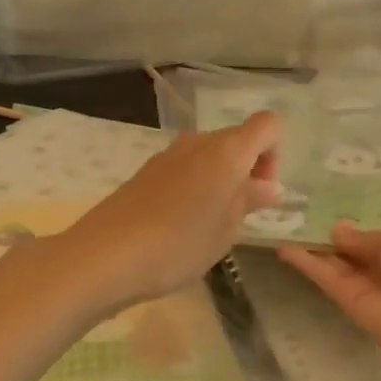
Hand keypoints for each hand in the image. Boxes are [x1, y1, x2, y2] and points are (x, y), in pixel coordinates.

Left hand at [59, 111, 283, 310]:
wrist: (105, 255)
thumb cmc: (180, 243)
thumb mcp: (227, 229)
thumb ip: (251, 200)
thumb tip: (269, 186)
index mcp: (227, 150)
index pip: (268, 124)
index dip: (275, 153)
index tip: (261, 190)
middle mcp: (199, 142)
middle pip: (238, 140)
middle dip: (247, 171)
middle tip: (238, 216)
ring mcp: (169, 154)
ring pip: (209, 156)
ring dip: (219, 181)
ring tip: (208, 225)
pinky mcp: (146, 171)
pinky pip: (185, 169)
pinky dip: (194, 187)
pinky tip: (180, 226)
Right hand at [279, 222, 380, 380]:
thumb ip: (366, 237)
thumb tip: (338, 231)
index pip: (378, 240)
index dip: (356, 228)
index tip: (327, 209)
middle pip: (354, 253)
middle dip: (331, 236)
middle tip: (298, 214)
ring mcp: (368, 290)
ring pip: (337, 266)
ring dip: (312, 248)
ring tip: (283, 225)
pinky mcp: (349, 305)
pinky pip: (327, 279)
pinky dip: (307, 263)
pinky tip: (284, 246)